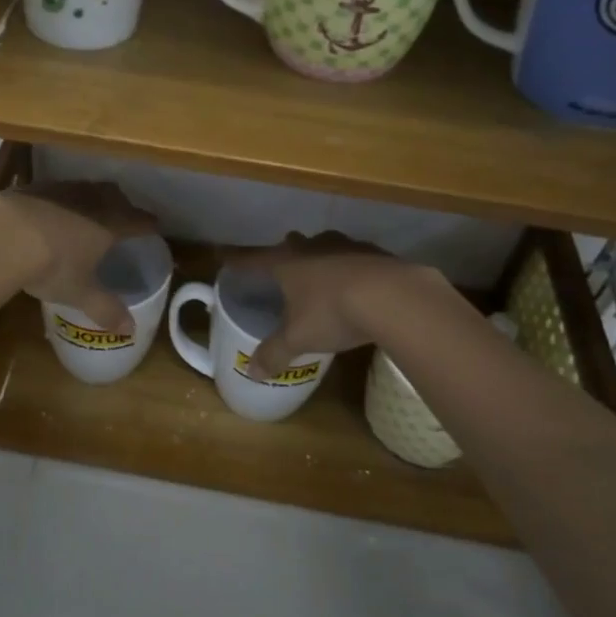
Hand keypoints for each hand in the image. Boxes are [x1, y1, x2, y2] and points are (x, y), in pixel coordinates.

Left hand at [0, 182, 157, 332]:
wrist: (3, 234)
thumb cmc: (52, 265)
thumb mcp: (80, 293)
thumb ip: (106, 309)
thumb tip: (130, 330)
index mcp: (110, 224)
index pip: (138, 220)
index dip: (148, 224)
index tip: (155, 226)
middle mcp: (91, 200)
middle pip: (115, 195)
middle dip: (122, 204)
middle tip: (123, 215)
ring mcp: (62, 190)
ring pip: (86, 188)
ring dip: (92, 198)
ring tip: (88, 212)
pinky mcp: (34, 187)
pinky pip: (57, 190)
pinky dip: (61, 200)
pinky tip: (51, 212)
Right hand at [234, 232, 442, 378]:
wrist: (393, 296)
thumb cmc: (333, 313)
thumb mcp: (299, 339)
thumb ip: (274, 354)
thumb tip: (251, 372)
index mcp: (286, 262)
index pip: (252, 259)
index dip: (235, 260)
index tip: (221, 255)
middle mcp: (312, 247)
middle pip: (291, 244)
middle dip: (285, 254)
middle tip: (283, 270)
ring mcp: (345, 245)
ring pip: (325, 246)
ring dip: (320, 258)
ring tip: (322, 278)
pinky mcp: (375, 253)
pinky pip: (355, 257)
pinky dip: (351, 268)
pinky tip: (358, 286)